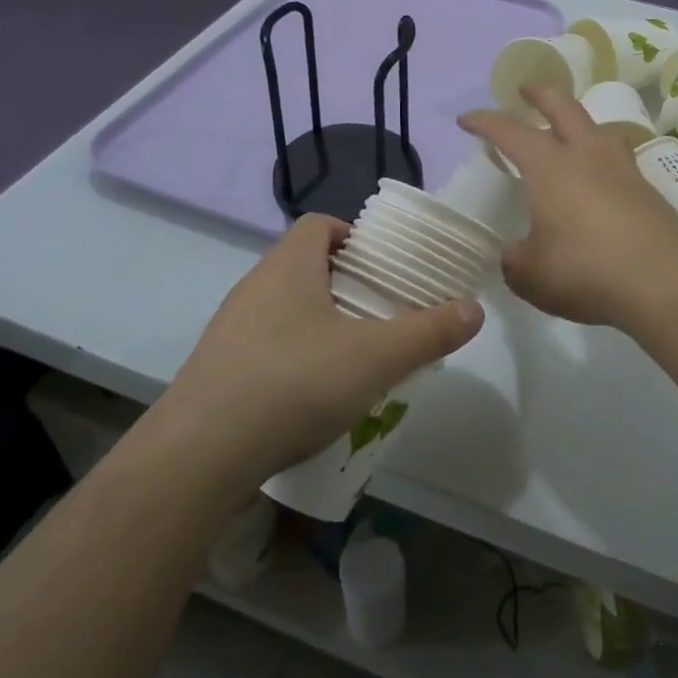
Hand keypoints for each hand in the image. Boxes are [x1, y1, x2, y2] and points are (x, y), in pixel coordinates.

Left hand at [149, 215, 484, 489]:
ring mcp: (229, 329)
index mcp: (288, 266)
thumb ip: (430, 331)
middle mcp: (253, 287)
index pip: (318, 225)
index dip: (353, 236)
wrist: (202, 453)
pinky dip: (293, 357)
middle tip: (380, 313)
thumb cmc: (296, 382)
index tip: (382, 266)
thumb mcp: (377, 357)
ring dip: (319, 322)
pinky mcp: (217, 369)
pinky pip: (264, 346)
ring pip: (283, 308)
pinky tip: (312, 395)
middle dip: (345, 284)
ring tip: (354, 357)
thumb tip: (475, 309)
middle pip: (303, 266)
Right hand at [460, 86, 677, 330]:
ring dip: (578, 122)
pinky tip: (599, 183)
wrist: (664, 285)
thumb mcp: (530, 275)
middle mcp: (587, 156)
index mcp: (550, 167)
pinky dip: (601, 159)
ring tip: (569, 134)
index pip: (510, 131)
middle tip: (526, 90)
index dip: (485, 121)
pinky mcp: (648, 191)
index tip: (466, 120)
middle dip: (540, 94)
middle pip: (563, 107)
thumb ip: (515, 260)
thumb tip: (515, 254)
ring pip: (598, 129)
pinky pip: (618, 160)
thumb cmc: (585, 272)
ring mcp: (623, 170)